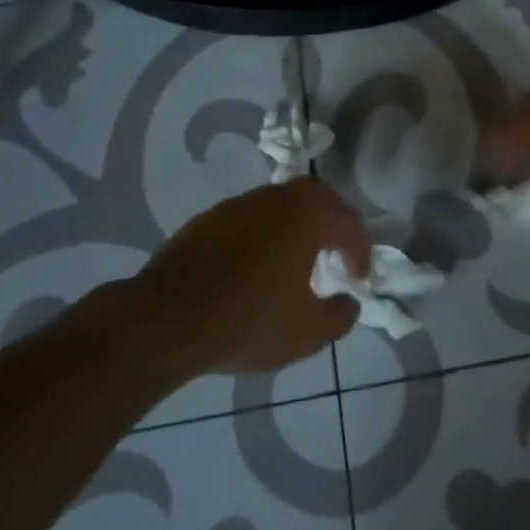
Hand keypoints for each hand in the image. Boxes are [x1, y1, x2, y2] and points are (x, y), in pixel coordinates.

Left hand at [134, 179, 370, 374]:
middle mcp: (275, 199)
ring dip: (296, 226)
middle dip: (333, 222)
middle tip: (335, 254)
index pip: (349, 224)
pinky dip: (263, 234)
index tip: (358, 281)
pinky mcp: (207, 219)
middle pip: (316, 196)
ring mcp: (237, 205)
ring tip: (294, 263)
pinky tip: (253, 268)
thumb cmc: (249, 321)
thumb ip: (339, 316)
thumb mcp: (307, 333)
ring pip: (280, 204)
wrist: (168, 318)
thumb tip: (348, 302)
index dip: (361, 252)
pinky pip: (249, 218)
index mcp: (307, 217)